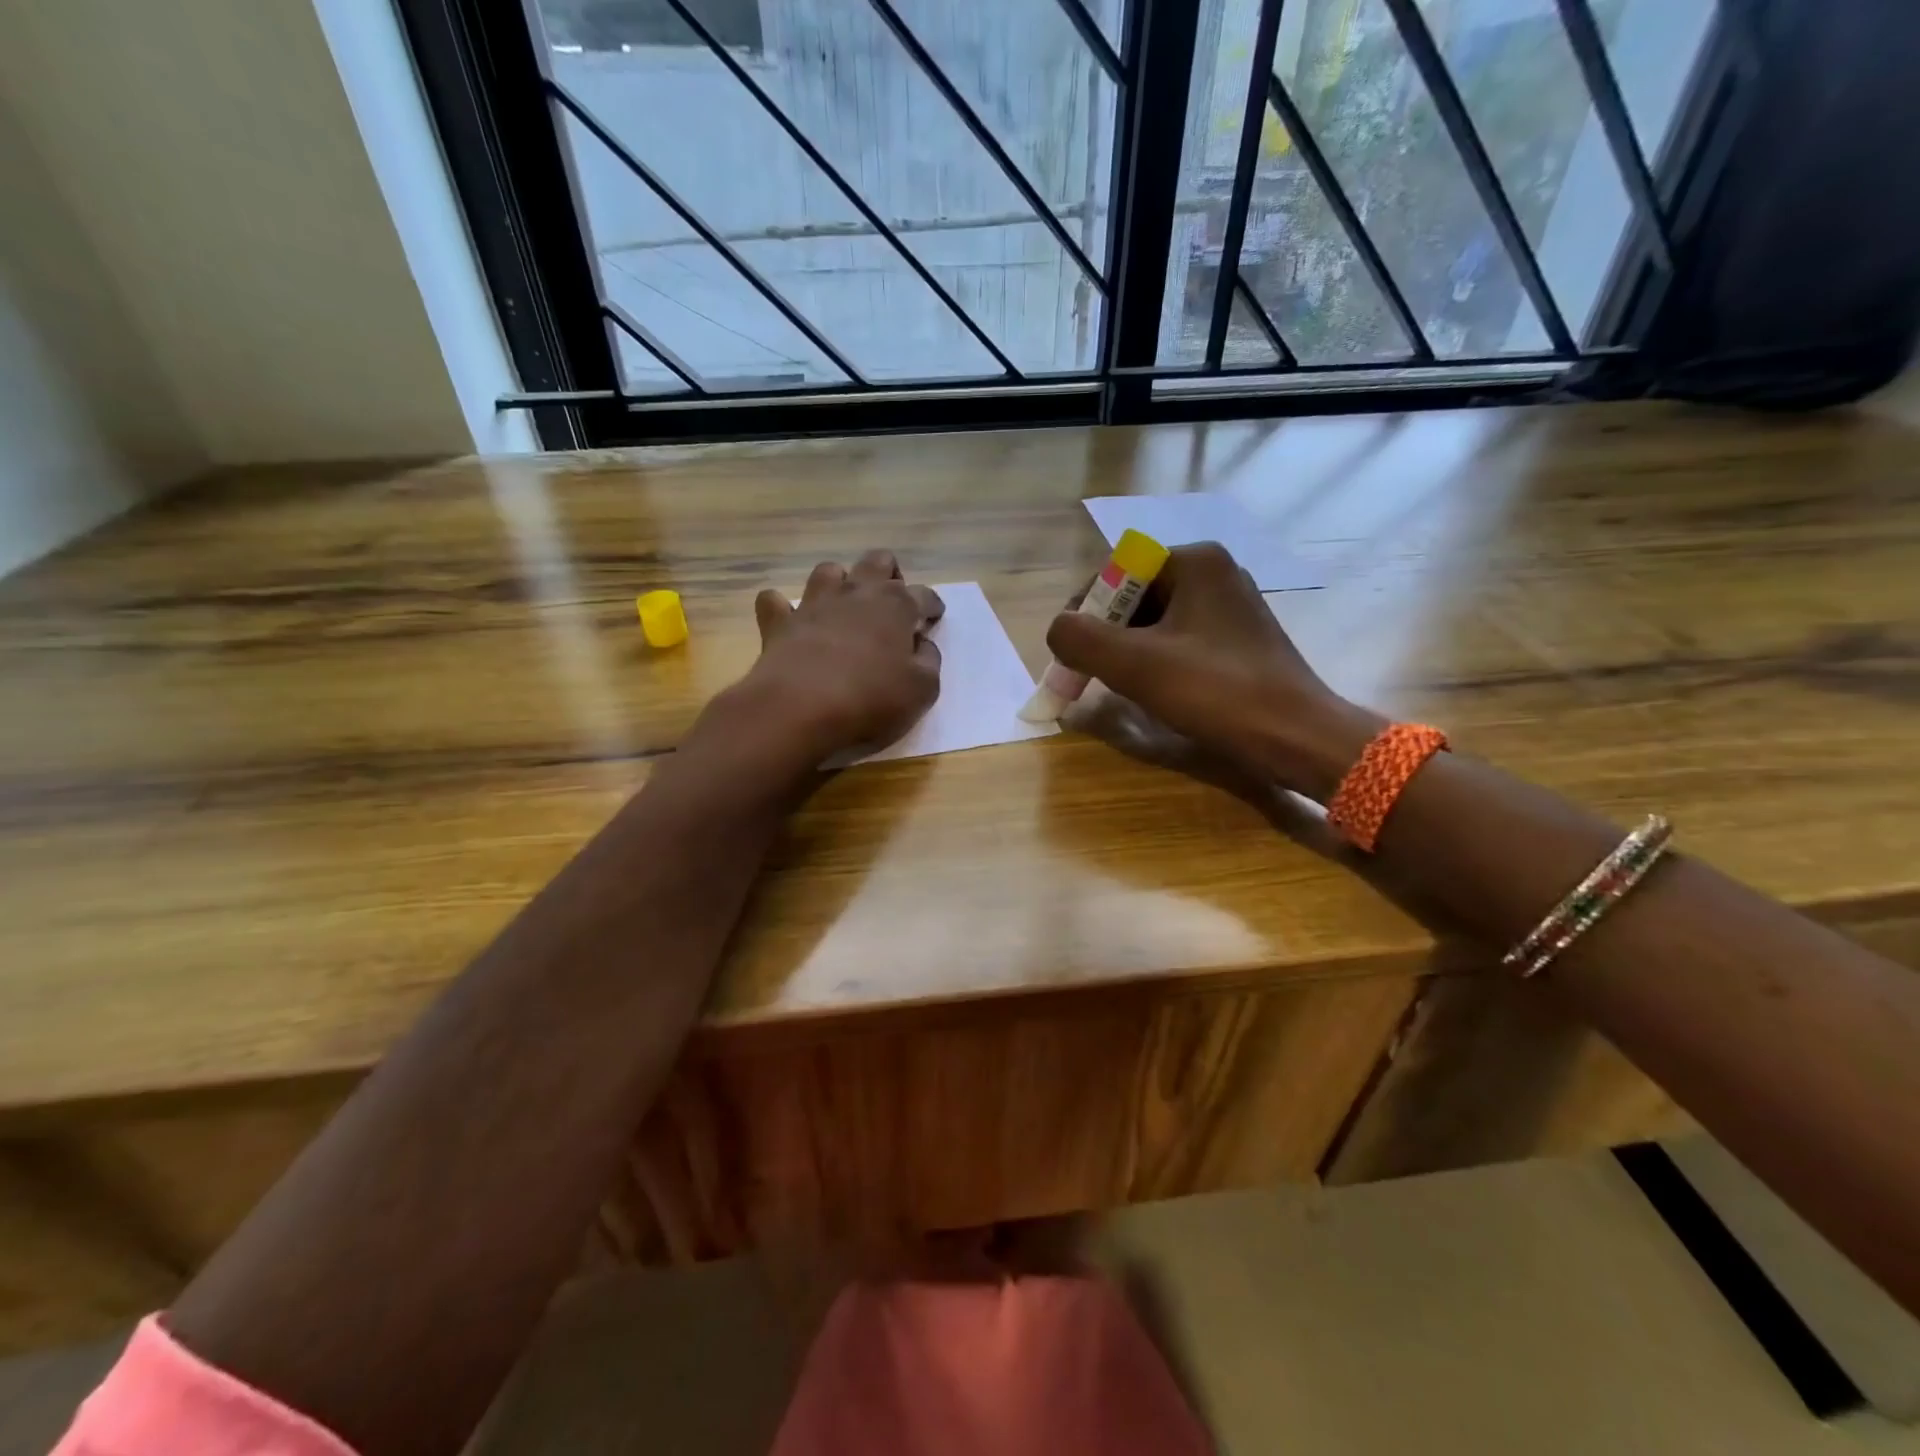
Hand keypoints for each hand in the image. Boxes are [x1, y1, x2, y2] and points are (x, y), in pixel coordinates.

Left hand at [722, 550, 942, 769]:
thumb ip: (929, 662)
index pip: (923, 594)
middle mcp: (856, 593)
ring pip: (829, 571)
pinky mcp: (779, 623)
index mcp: (896, 606)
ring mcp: (814, 604)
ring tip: (845, 607)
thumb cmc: (870, 700)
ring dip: (840, 583)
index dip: (932, 605)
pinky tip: (790, 621)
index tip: (934, 618)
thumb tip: (922, 645)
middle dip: (889, 575)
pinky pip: (775, 602)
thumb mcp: (921, 690)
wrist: (799, 709)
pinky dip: (783, 608)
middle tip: (892, 604)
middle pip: (877, 562)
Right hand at [1045, 542, 1380, 799]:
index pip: (1115, 572)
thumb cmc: (1215, 692)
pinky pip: (1178, 639)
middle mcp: (1214, 573)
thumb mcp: (1135, 665)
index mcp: (1194, 561)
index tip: (1066, 654)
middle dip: (1103, 634)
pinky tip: (1151, 691)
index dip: (1082, 611)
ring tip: (1113, 685)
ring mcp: (1230, 606)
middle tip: (1084, 673)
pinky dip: (1154, 661)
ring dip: (1125, 651)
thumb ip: (1079, 639)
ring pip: (1155, 621)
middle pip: (1134, 596)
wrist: (1296, 737)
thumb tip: (1057, 631)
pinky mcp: (1238, 639)